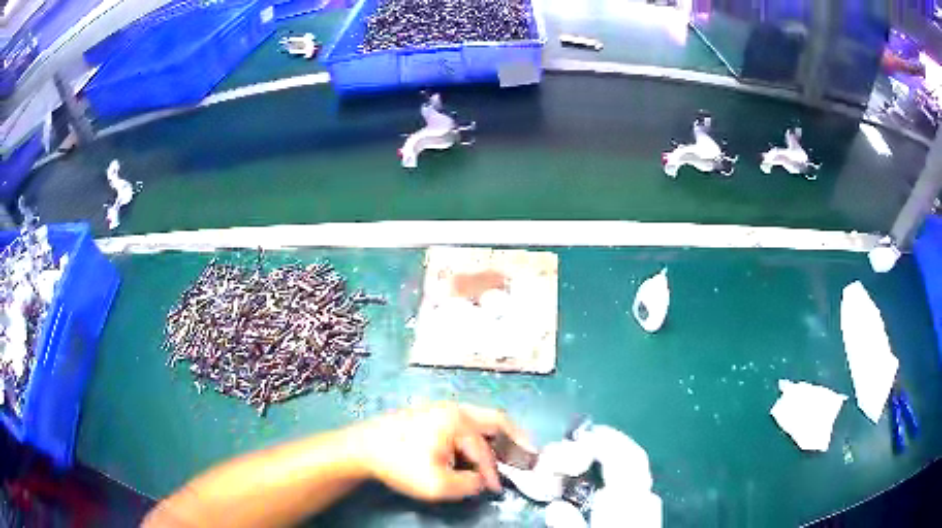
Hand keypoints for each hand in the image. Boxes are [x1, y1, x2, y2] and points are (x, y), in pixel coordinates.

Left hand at [353, 402, 532, 501]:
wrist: (361, 448)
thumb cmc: (399, 464)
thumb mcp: (437, 484)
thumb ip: (468, 485)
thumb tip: (480, 480)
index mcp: (458, 421)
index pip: (485, 451)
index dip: (493, 473)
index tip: (496, 489)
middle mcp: (454, 409)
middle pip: (494, 421)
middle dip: (515, 438)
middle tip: (530, 452)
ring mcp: (440, 410)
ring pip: (480, 421)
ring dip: (496, 438)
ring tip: (508, 453)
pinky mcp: (430, 415)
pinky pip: (465, 423)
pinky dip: (479, 436)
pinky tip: (476, 450)